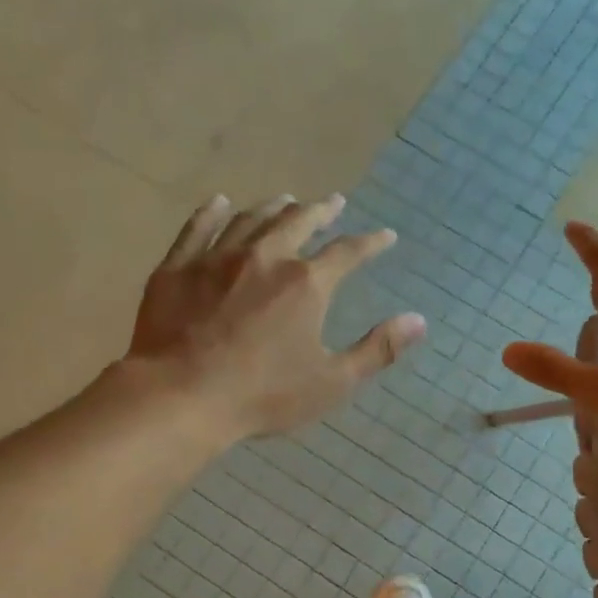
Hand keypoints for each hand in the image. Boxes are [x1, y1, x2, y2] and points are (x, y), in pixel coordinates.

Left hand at [125, 193, 426, 439]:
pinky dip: (212, 212)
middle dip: (321, 211)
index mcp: (306, 284)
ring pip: (251, 219)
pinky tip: (219, 203)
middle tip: (333, 202)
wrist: (182, 397)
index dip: (371, 243)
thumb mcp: (332, 382)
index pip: (348, 252)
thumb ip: (378, 350)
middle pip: (298, 222)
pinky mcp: (178, 268)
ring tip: (286, 200)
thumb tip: (419, 321)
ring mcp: (217, 258)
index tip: (385, 236)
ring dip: (273, 208)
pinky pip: (197, 227)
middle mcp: (265, 257)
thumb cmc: (263, 395)